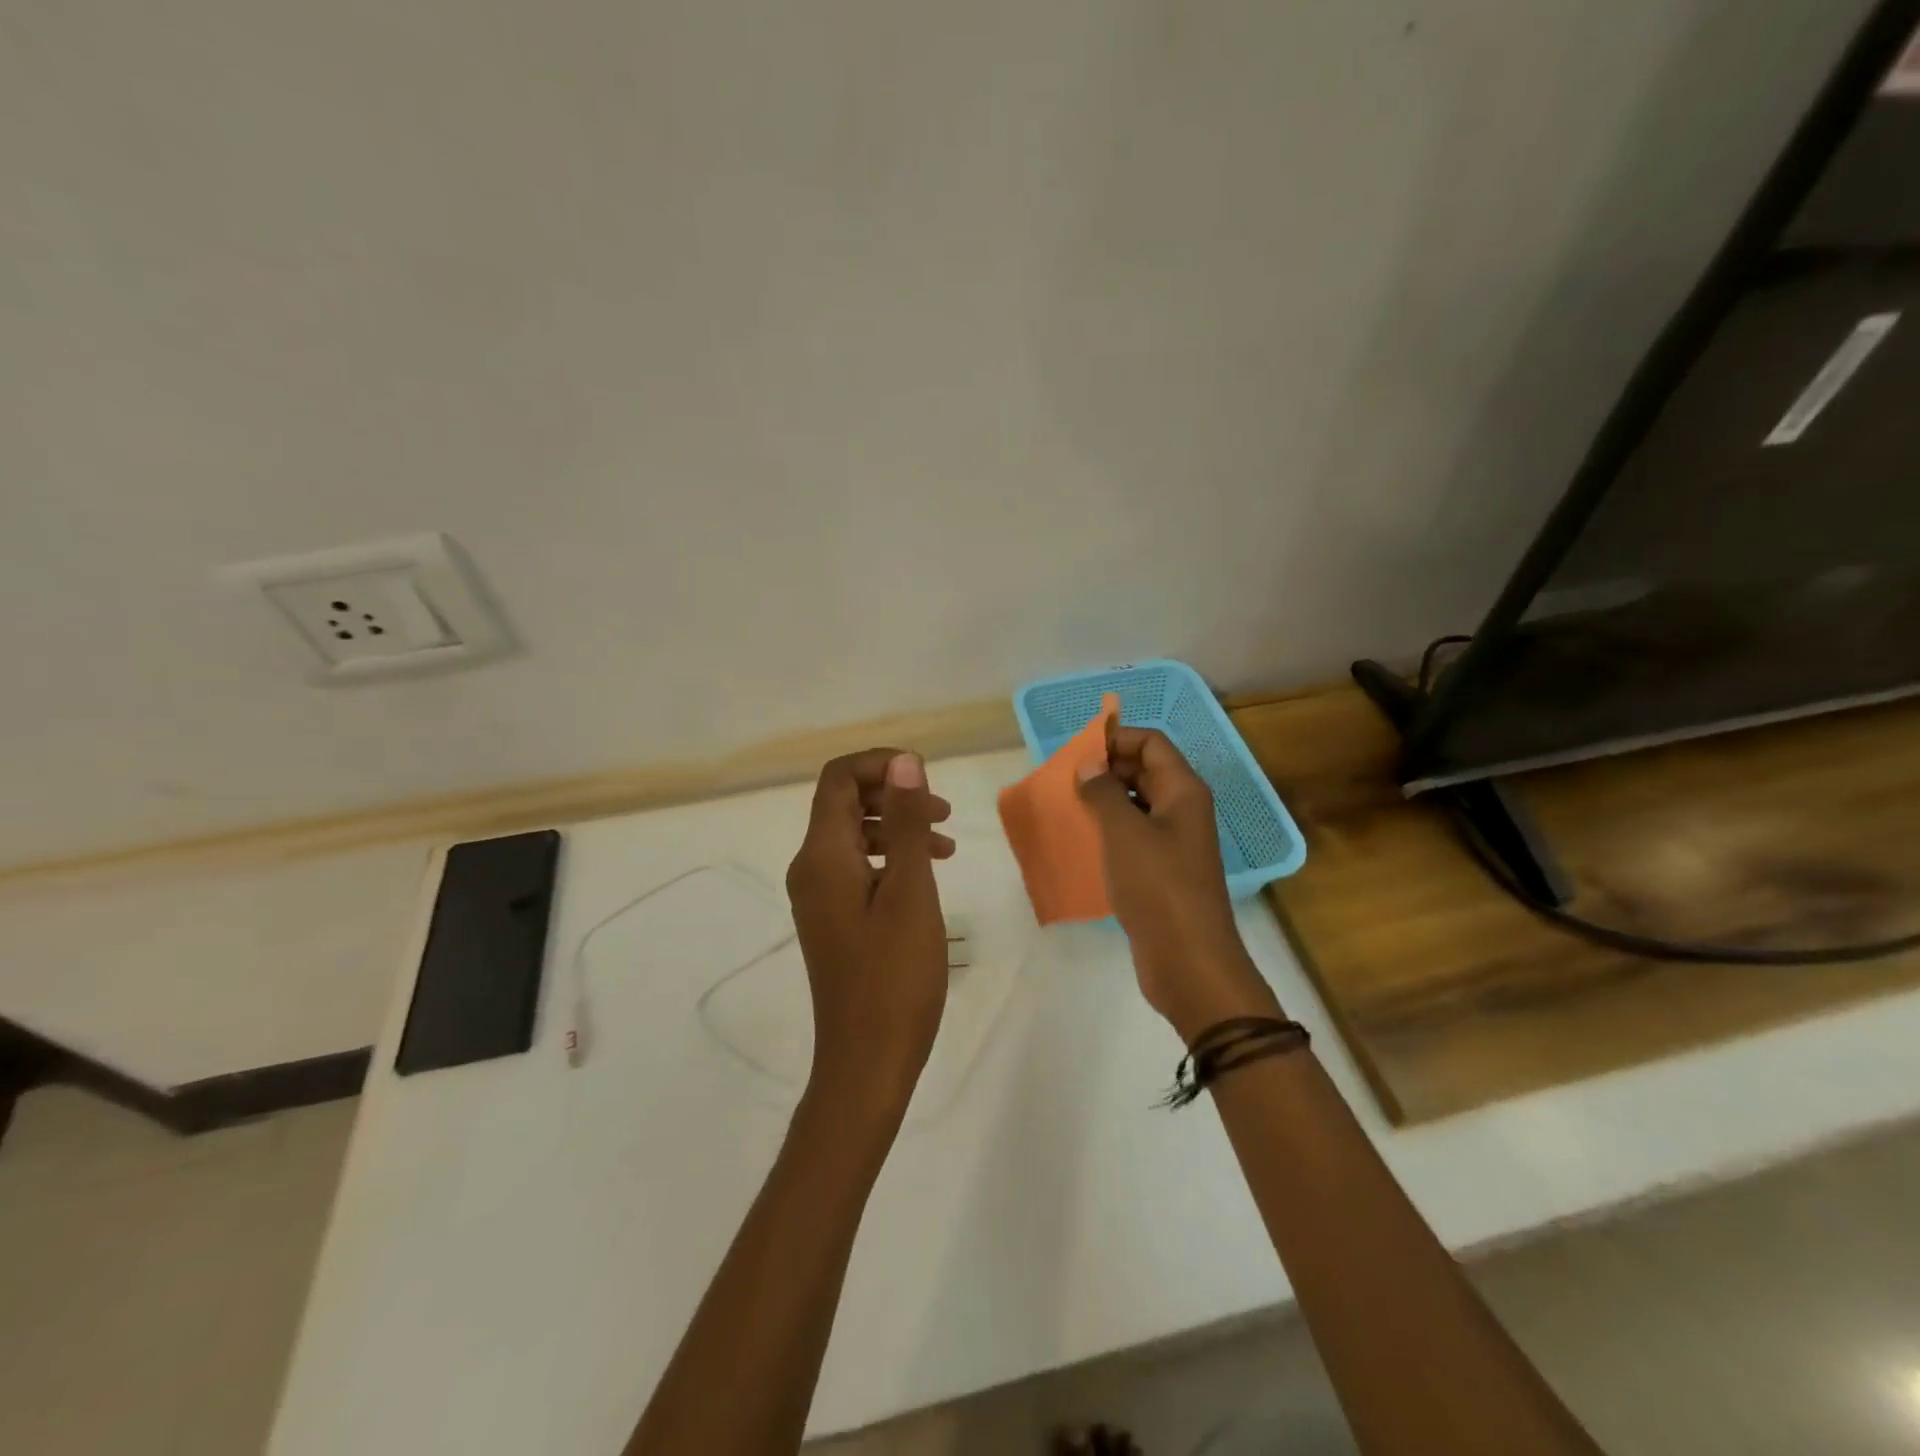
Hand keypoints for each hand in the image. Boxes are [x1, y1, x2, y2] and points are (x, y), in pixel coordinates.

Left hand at [786, 748, 954, 1120]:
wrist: (867, 1062)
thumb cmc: (894, 978)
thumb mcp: (910, 892)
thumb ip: (906, 824)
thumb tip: (903, 762)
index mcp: (821, 856)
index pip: (838, 779)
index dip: (881, 763)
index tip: (926, 776)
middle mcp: (810, 868)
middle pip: (843, 802)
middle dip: (893, 794)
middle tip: (942, 811)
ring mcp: (819, 896)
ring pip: (853, 835)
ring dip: (897, 826)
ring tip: (946, 841)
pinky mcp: (833, 918)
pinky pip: (857, 867)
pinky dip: (891, 857)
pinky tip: (926, 873)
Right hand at [1076, 727, 1279, 1041]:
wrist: (1188, 961)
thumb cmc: (1158, 886)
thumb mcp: (1124, 832)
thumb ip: (1103, 791)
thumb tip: (1088, 764)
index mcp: (1183, 791)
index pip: (1152, 744)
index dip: (1117, 739)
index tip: (1078, 752)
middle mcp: (1182, 810)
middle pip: (1145, 771)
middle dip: (1106, 769)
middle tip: (1066, 780)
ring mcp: (1174, 843)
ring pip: (1137, 805)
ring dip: (1104, 801)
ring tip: (1067, 807)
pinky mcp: (1162, 871)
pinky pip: (1134, 836)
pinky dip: (1109, 831)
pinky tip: (1081, 841)